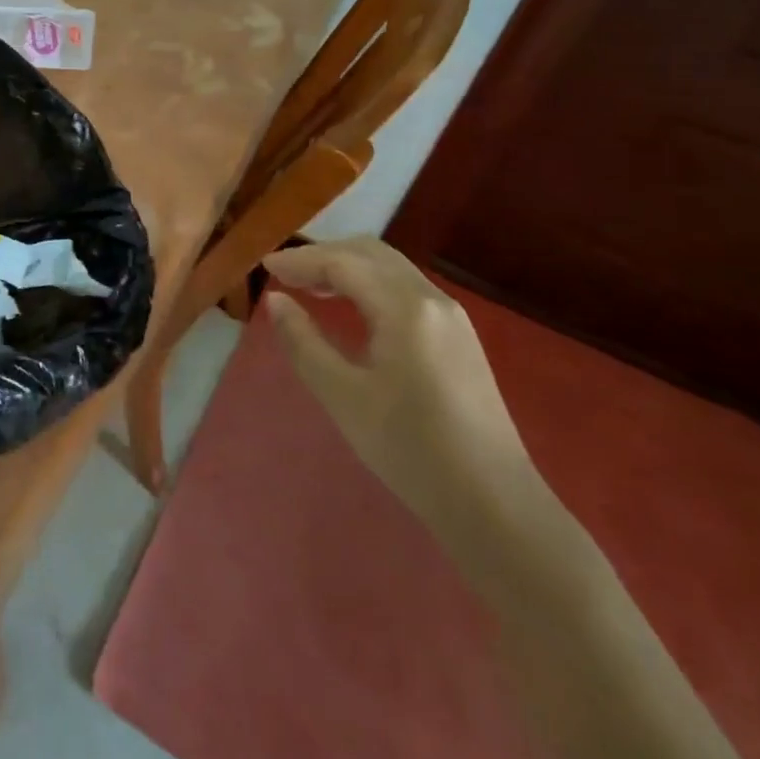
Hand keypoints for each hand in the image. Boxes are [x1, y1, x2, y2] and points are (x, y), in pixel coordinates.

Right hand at [263, 237, 535, 532]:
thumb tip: (276, 301)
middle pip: (370, 253)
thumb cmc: (411, 450)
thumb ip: (304, 342)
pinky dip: (371, 284)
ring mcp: (451, 316)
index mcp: (404, 307)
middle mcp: (431, 298)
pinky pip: (406, 288)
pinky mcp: (459, 337)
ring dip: (348, 267)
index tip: (265, 266)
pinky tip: (353, 309)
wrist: (495, 505)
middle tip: (286, 274)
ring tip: (311, 287)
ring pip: (391, 268)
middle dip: (324, 255)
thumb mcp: (343, 397)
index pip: (343, 263)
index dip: (301, 260)